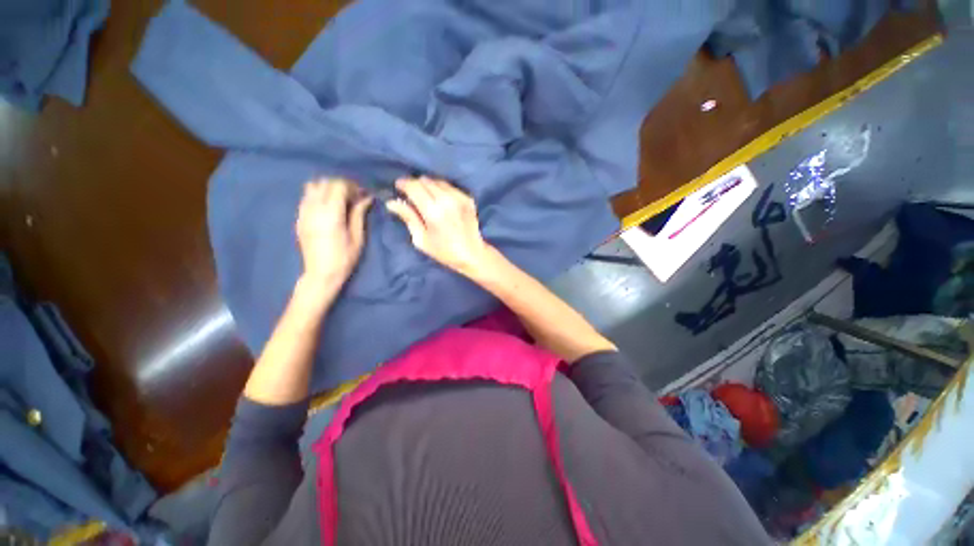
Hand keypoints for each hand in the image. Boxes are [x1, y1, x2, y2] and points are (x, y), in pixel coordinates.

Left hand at [296, 179, 372, 293]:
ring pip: (312, 186)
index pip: (338, 186)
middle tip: (353, 196)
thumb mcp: (357, 237)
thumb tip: (366, 198)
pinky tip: (328, 207)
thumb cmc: (344, 258)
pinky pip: (306, 197)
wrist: (321, 274)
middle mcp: (314, 209)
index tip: (362, 194)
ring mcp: (303, 212)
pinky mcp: (299, 218)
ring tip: (339, 199)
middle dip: (341, 185)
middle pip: (325, 182)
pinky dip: (318, 195)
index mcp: (331, 214)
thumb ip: (359, 214)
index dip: (352, 186)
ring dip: (327, 188)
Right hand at [385, 177, 492, 277]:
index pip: (414, 187)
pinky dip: (441, 189)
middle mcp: (447, 200)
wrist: (472, 254)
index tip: (398, 186)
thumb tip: (392, 202)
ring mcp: (460, 198)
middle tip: (411, 194)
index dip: (403, 184)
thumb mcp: (421, 239)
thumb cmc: (444, 251)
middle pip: (425, 181)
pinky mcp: (468, 199)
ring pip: (438, 181)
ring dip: (428, 185)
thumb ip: (408, 218)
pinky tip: (440, 200)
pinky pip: (450, 187)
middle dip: (415, 184)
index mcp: (433, 212)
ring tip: (425, 196)